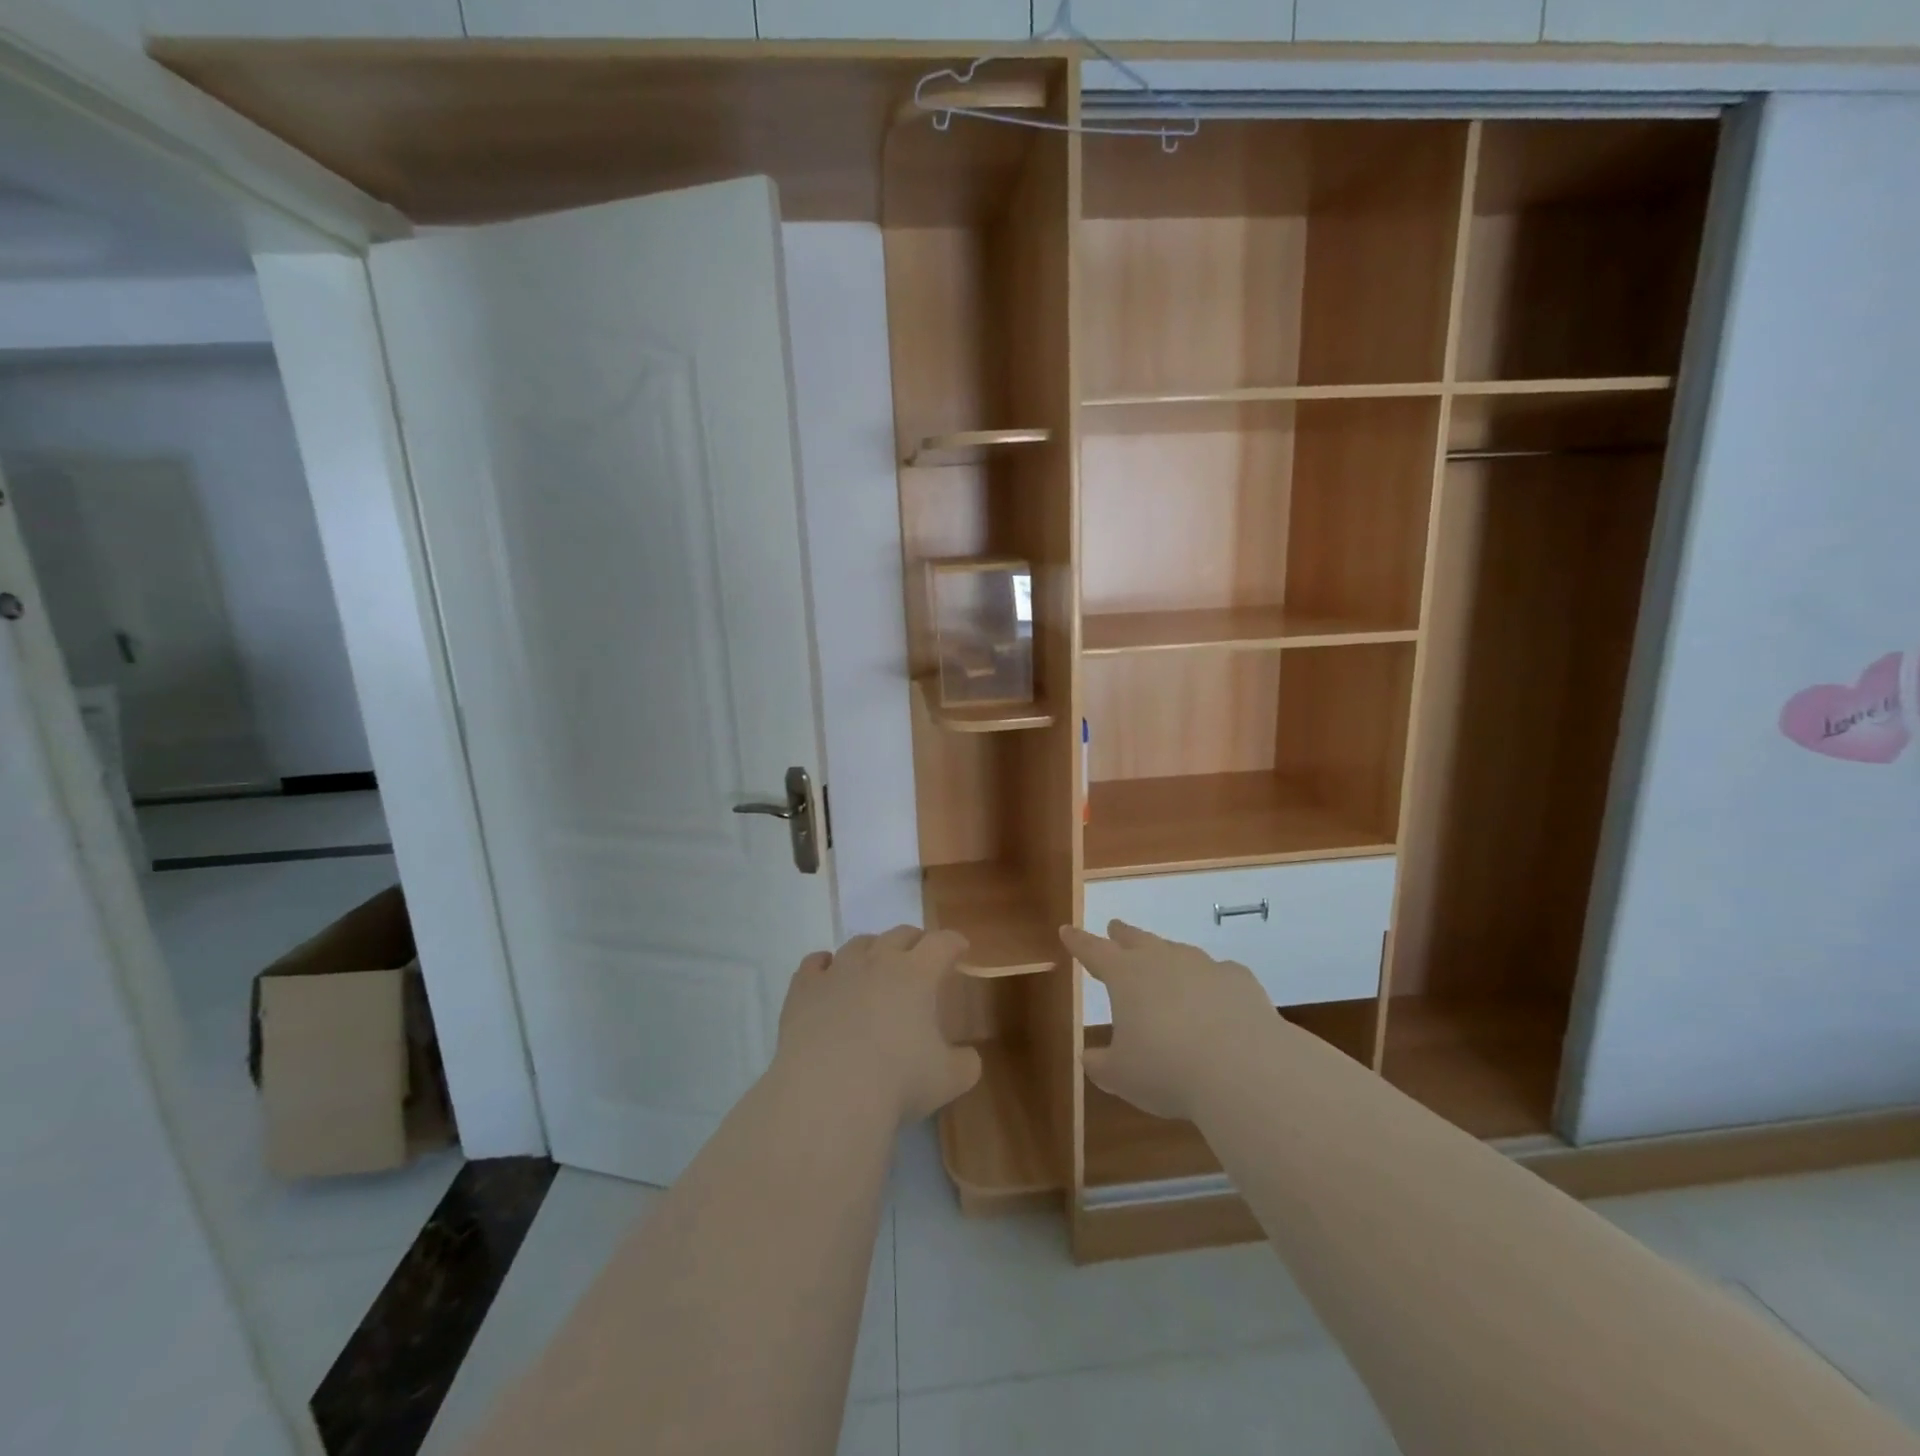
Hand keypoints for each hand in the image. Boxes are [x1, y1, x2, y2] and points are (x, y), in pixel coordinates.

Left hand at [776, 926, 982, 1127]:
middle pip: (900, 934)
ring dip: (872, 949)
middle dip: (915, 941)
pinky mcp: (803, 989)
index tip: (960, 948)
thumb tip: (968, 1057)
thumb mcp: (949, 1080)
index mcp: (917, 974)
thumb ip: (965, 1063)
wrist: (827, 1094)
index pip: (942, 943)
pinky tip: (826, 974)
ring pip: (858, 944)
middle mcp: (877, 961)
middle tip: (921, 956)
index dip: (954, 942)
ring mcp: (837, 971)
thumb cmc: (896, 1083)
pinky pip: (815, 963)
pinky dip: (825, 965)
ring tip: (874, 964)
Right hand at [1063, 920, 1276, 1121]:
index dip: (1078, 942)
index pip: (1093, 951)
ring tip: (1167, 969)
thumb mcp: (1122, 1076)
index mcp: (1125, 976)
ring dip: (1168, 957)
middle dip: (1123, 935)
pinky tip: (1216, 1000)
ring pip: (1178, 953)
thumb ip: (1102, 1065)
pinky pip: (1219, 974)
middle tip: (1115, 927)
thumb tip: (1090, 1058)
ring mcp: (1204, 966)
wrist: (1244, 1069)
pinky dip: (1212, 983)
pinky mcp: (1239, 980)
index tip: (1067, 930)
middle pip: (1137, 939)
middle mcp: (1162, 960)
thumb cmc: (1167, 1070)